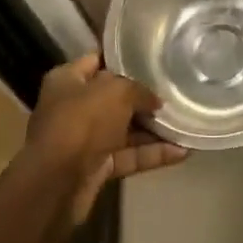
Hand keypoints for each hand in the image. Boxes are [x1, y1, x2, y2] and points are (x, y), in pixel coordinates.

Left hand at [22, 55, 187, 240]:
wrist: (56, 186)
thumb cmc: (82, 122)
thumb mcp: (116, 92)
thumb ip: (139, 90)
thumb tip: (155, 100)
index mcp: (67, 80)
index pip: (98, 60)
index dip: (124, 58)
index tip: (152, 56)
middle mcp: (73, 106)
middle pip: (114, 97)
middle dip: (143, 97)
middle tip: (175, 91)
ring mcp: (84, 139)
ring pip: (124, 129)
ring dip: (152, 128)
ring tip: (186, 122)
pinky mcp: (95, 168)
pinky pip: (128, 156)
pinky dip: (151, 154)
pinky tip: (181, 152)